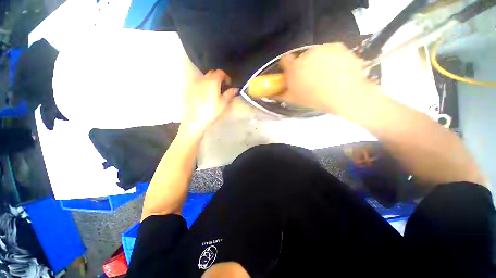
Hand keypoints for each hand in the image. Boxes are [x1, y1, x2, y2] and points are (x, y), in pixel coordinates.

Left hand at [182, 70, 237, 135]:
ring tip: (214, 89)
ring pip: (205, 77)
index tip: (229, 83)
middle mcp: (203, 80)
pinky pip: (199, 83)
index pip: (220, 73)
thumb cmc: (211, 111)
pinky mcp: (191, 90)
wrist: (196, 119)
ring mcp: (195, 84)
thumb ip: (229, 94)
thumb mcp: (223, 103)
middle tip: (223, 86)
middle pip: (212, 73)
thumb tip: (235, 89)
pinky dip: (204, 84)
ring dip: (211, 80)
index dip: (226, 77)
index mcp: (213, 82)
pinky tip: (206, 93)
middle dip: (218, 77)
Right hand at [276, 43, 381, 116]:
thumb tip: (271, 94)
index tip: (291, 72)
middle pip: (301, 58)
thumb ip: (280, 95)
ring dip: (318, 61)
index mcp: (294, 68)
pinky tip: (337, 69)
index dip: (287, 66)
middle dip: (303, 66)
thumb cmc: (315, 98)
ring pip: (316, 54)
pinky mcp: (337, 46)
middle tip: (311, 78)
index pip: (284, 60)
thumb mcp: (294, 100)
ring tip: (326, 75)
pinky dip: (332, 58)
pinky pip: (330, 51)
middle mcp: (306, 54)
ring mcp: (323, 49)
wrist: (345, 94)